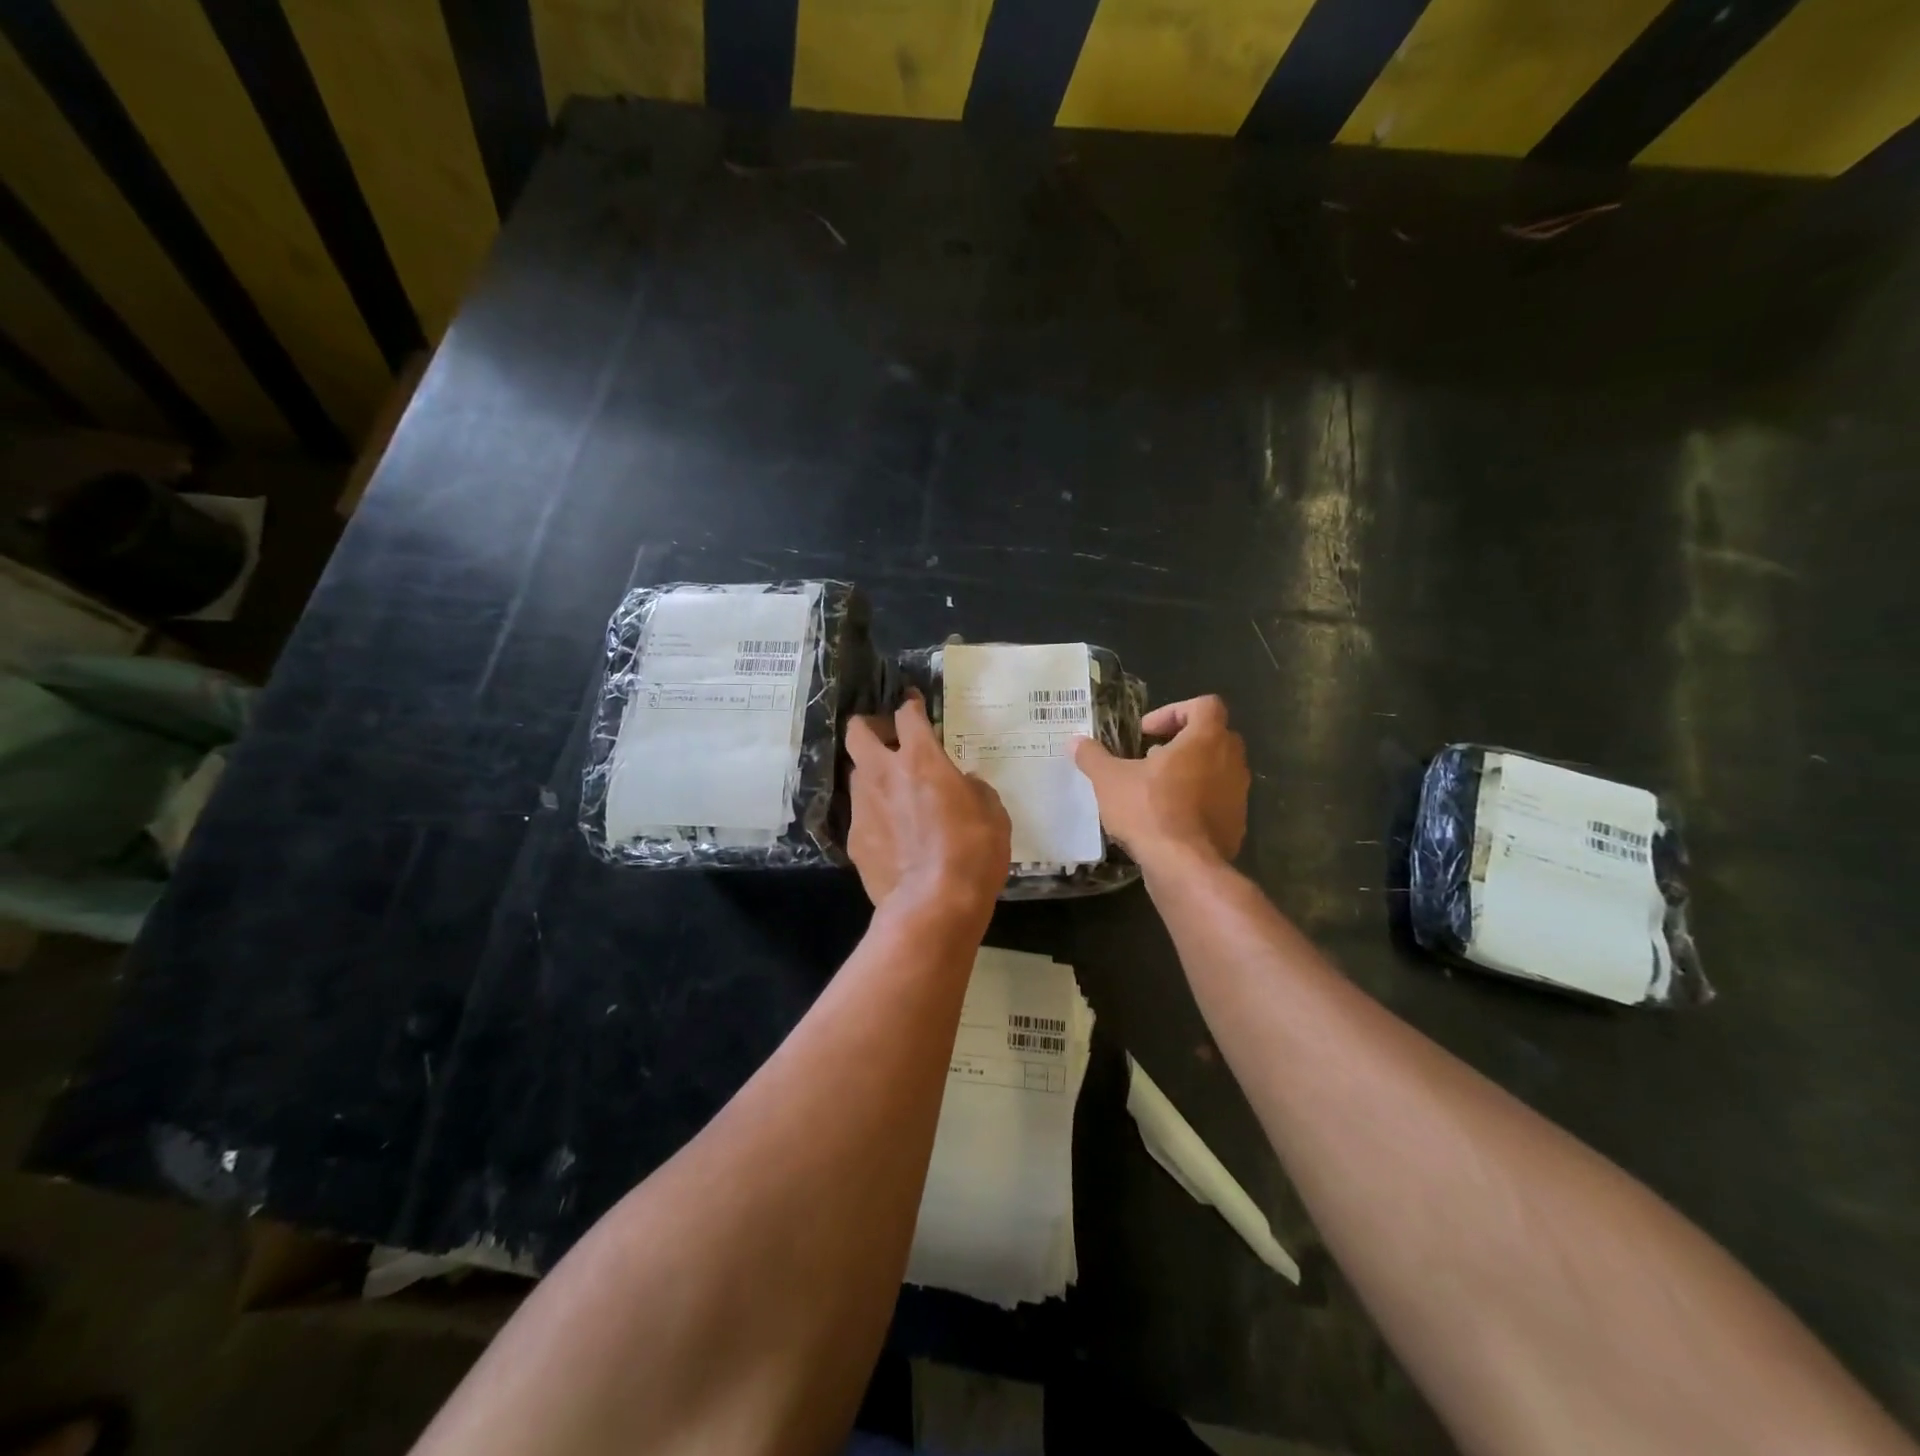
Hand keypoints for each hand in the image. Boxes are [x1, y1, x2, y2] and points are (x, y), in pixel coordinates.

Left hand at [845, 693, 1011, 926]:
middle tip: (889, 739)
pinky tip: (892, 834)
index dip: (910, 706)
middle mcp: (883, 774)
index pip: (907, 715)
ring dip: (872, 774)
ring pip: (856, 774)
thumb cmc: (973, 851)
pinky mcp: (854, 840)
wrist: (934, 903)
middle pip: (858, 733)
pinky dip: (875, 815)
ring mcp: (863, 807)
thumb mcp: (992, 812)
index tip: (913, 704)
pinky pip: (861, 815)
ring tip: (893, 792)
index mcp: (921, 758)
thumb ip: (974, 789)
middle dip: (870, 728)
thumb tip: (963, 785)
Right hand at [1072, 695, 1248, 868]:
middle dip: (1182, 742)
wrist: (1185, 867)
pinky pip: (1218, 800)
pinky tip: (1168, 820)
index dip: (1174, 711)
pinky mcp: (1237, 823)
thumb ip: (1093, 757)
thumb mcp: (1109, 780)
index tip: (1147, 732)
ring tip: (1156, 790)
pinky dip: (1197, 802)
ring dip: (1190, 772)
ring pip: (1217, 770)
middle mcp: (1231, 761)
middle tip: (1150, 758)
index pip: (1205, 705)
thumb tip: (1075, 742)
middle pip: (1214, 735)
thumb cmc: (1149, 810)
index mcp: (1206, 739)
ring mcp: (1238, 794)